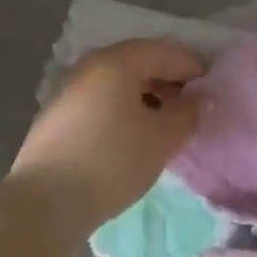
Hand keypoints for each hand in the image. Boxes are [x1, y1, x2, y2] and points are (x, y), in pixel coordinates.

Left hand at [9, 38, 205, 226]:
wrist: (44, 204)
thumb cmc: (112, 162)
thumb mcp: (161, 139)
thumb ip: (187, 113)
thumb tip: (202, 98)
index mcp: (117, 62)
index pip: (164, 51)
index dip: (192, 66)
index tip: (212, 88)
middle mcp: (90, 66)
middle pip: (138, 62)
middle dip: (168, 79)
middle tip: (190, 105)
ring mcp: (68, 90)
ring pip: (117, 83)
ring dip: (145, 95)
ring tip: (164, 123)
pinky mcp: (56, 116)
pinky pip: (100, 100)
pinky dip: (122, 108)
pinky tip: (131, 135)